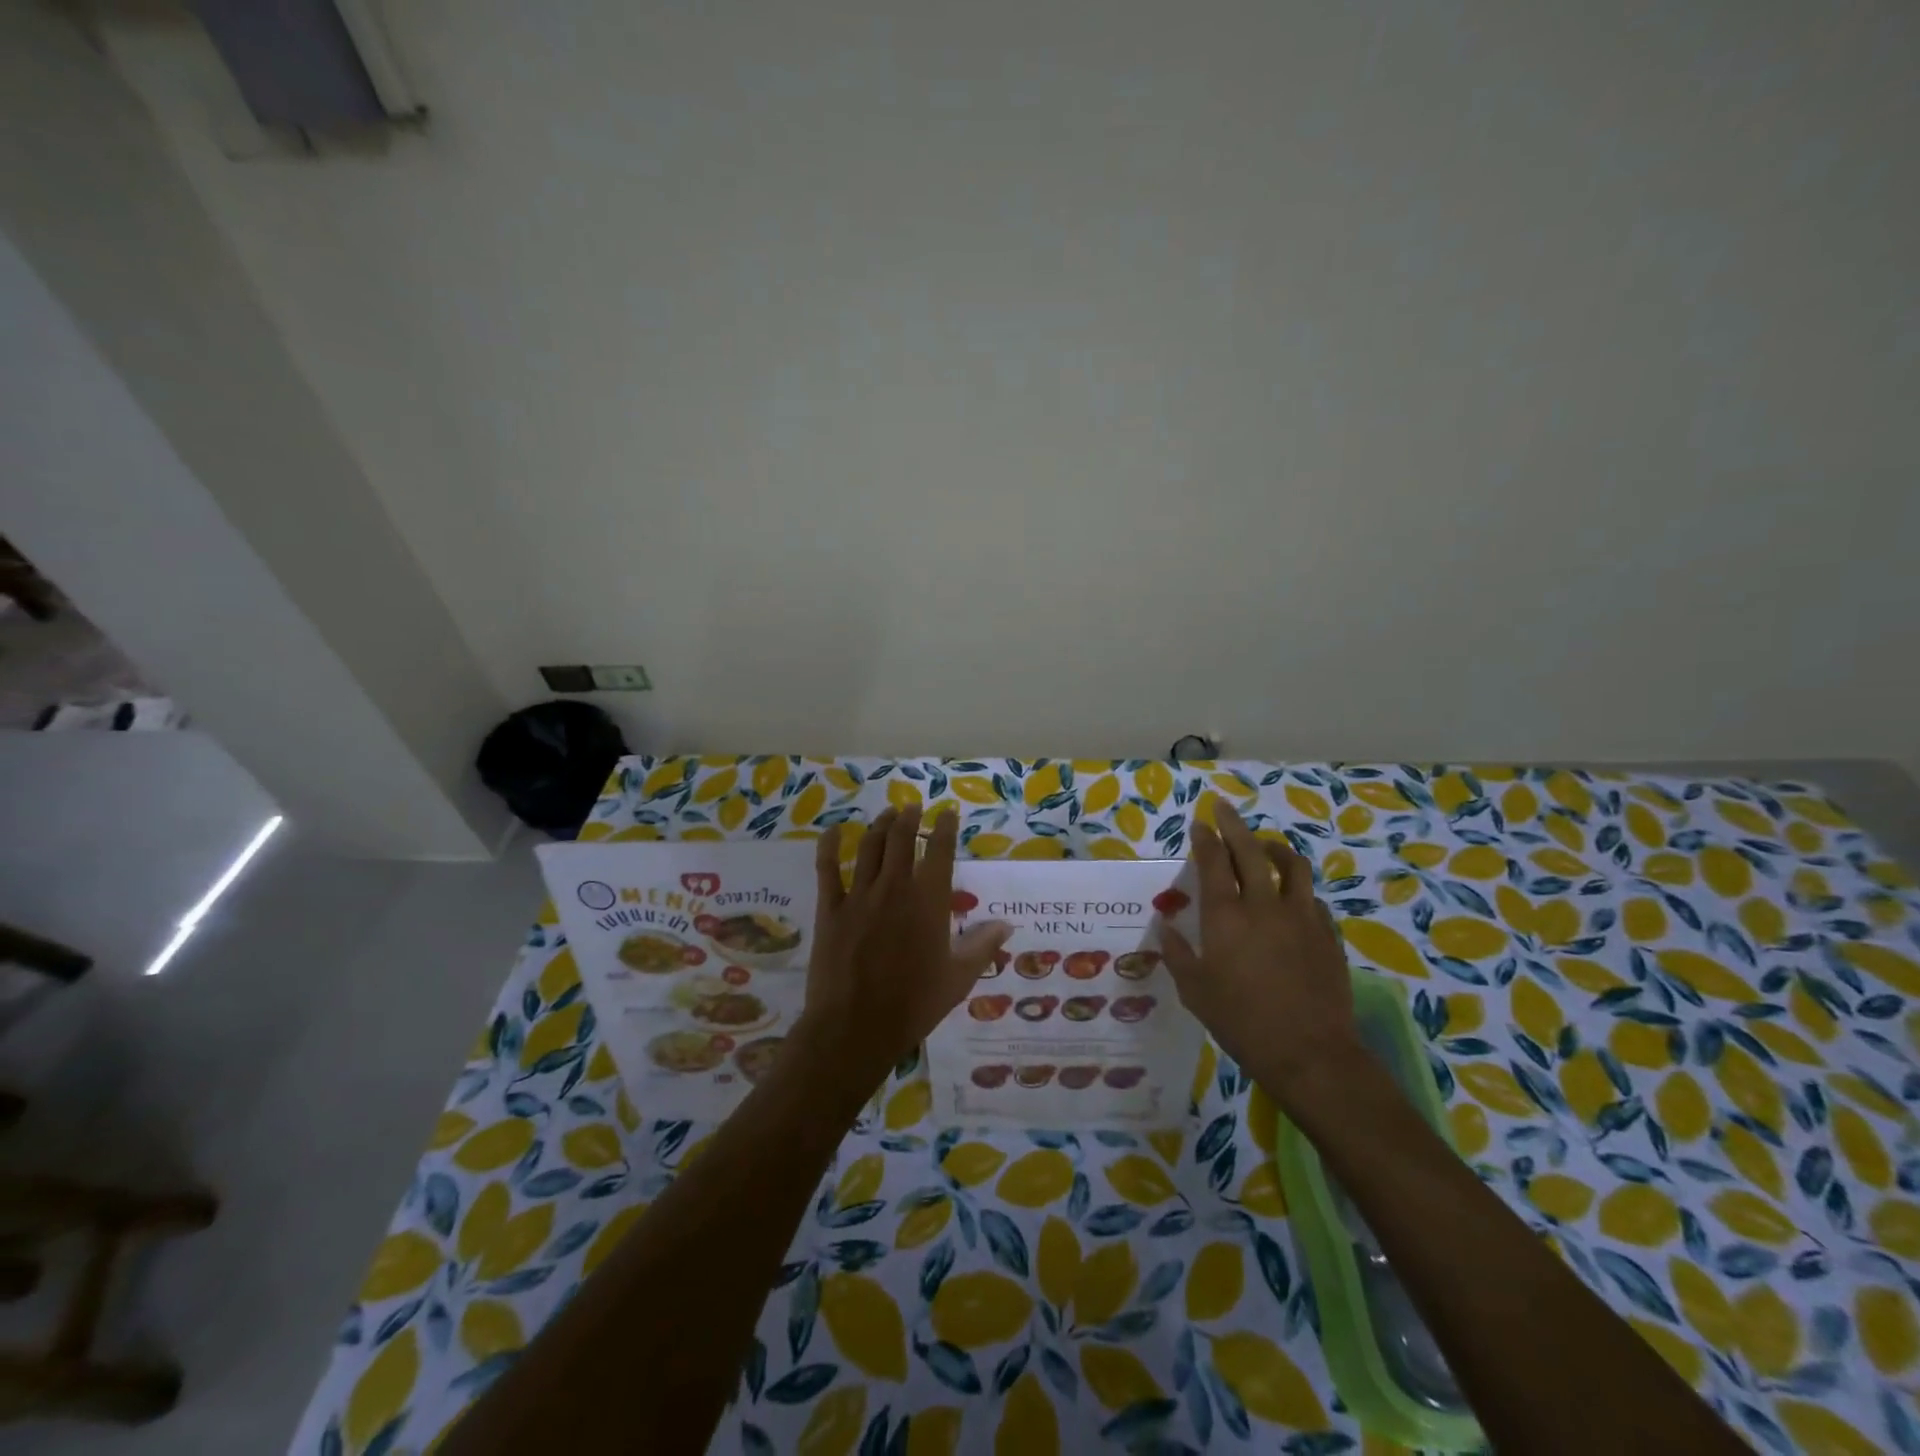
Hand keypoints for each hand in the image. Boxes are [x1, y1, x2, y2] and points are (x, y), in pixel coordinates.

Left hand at [794, 805, 1012, 1093]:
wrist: (856, 1025)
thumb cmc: (914, 1003)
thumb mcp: (959, 977)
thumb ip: (982, 946)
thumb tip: (1006, 925)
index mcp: (929, 899)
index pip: (941, 850)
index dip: (946, 827)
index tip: (948, 813)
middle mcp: (896, 886)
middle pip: (902, 838)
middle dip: (910, 817)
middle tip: (914, 806)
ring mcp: (860, 894)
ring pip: (870, 846)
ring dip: (881, 825)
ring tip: (888, 813)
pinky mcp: (831, 908)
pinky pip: (827, 868)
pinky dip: (829, 845)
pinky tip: (832, 832)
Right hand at [1161, 803, 1358, 1106]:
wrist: (1309, 1054)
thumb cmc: (1241, 1022)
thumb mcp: (1195, 991)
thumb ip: (1177, 953)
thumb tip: (1164, 926)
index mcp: (1226, 917)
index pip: (1213, 863)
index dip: (1205, 838)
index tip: (1199, 823)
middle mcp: (1264, 906)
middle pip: (1250, 851)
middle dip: (1234, 825)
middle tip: (1224, 808)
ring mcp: (1302, 918)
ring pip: (1292, 866)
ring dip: (1274, 849)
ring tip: (1265, 846)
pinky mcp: (1328, 935)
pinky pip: (1312, 899)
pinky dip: (1298, 889)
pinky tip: (1293, 899)